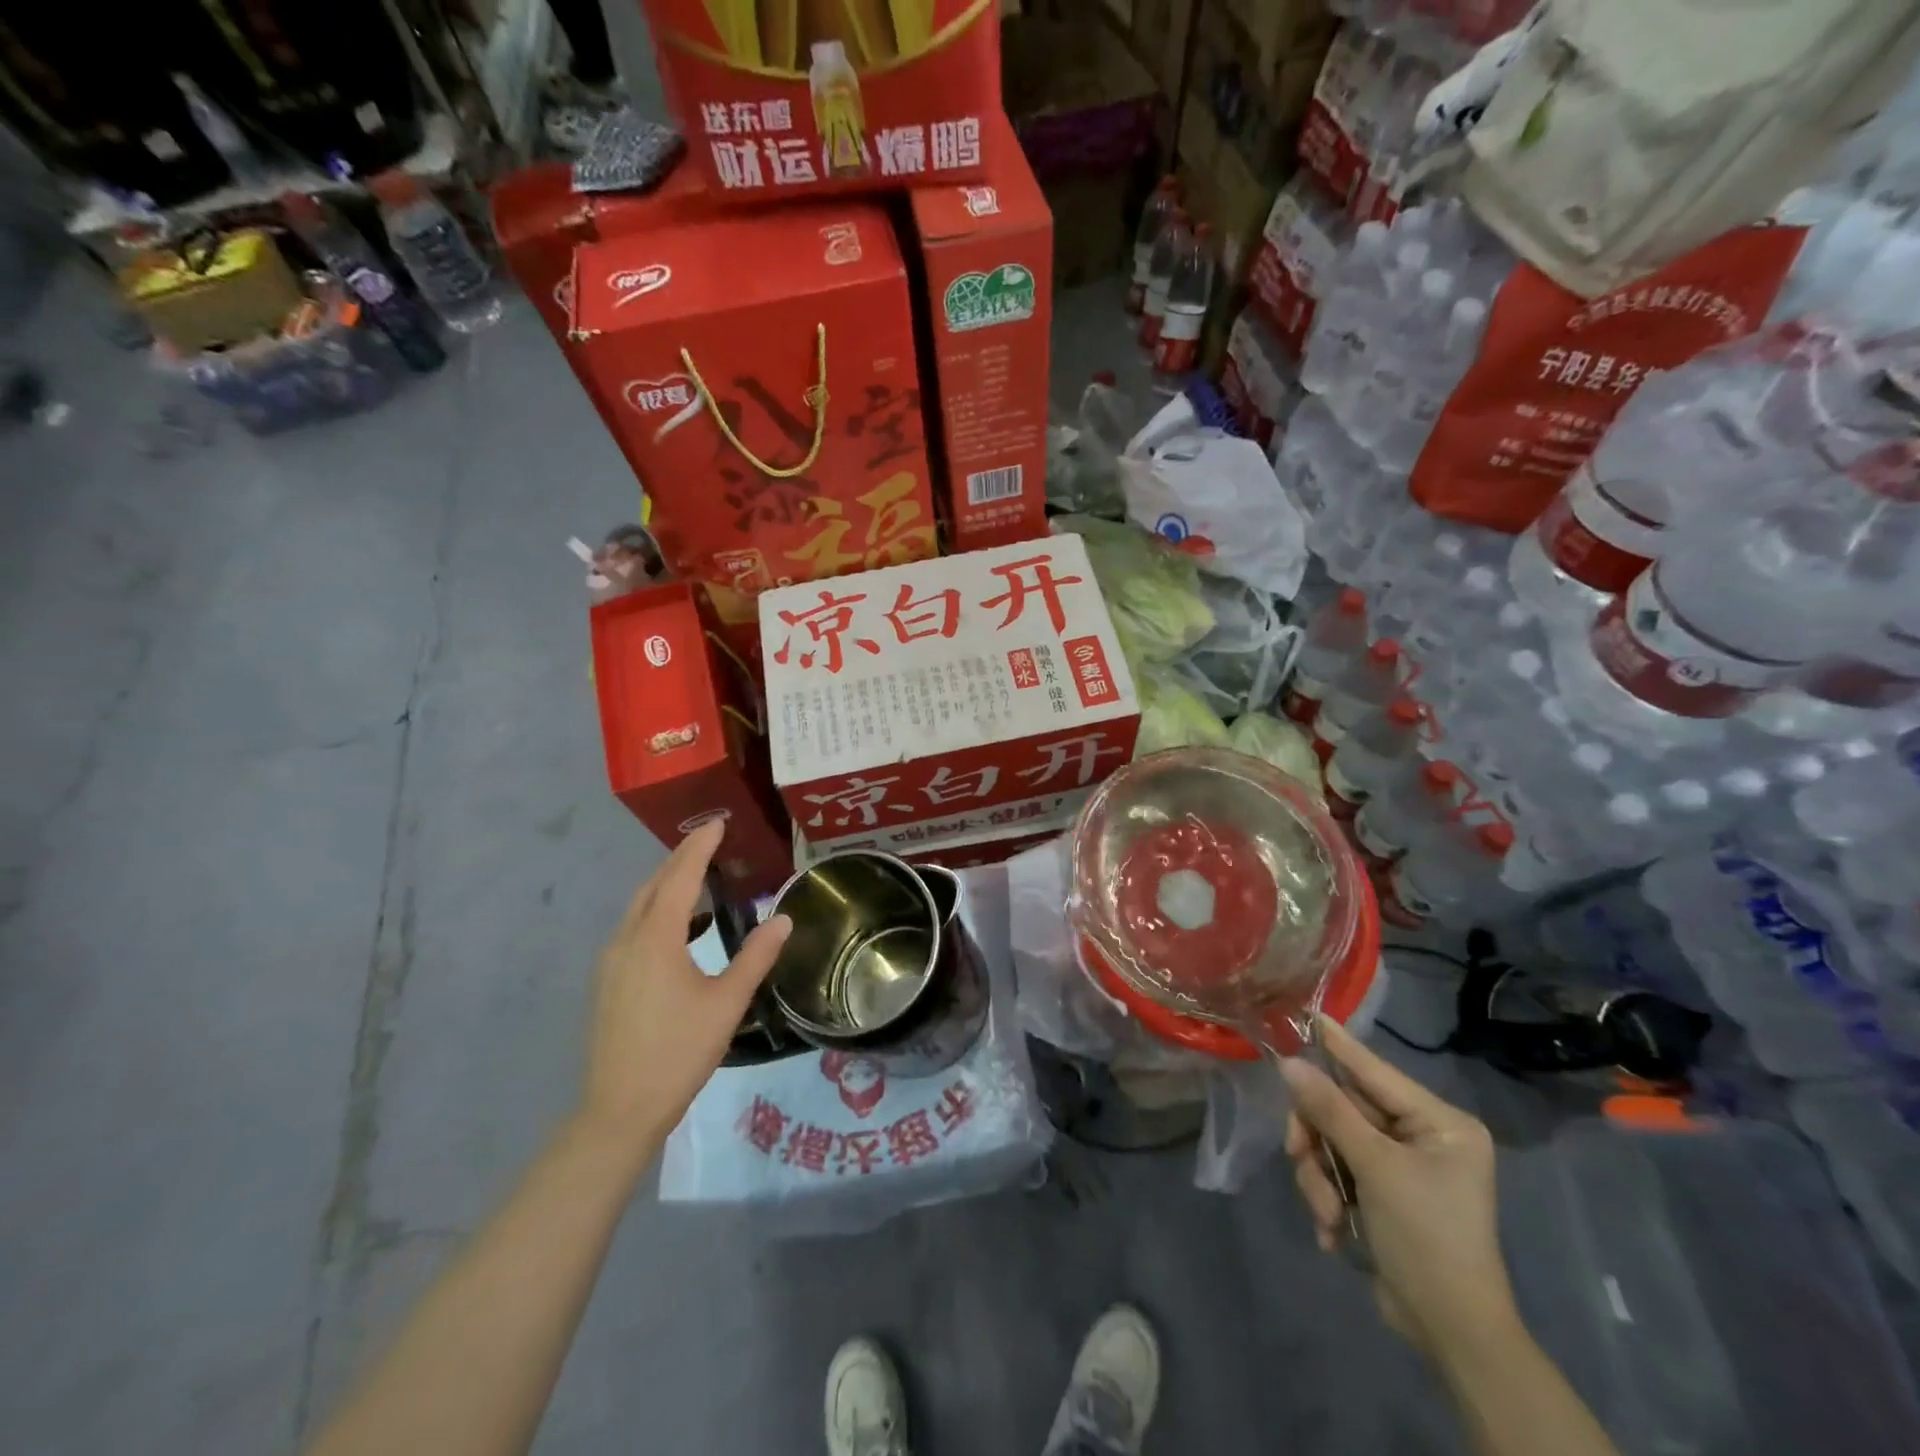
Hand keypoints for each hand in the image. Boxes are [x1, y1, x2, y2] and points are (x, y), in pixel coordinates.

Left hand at [577, 820, 791, 1158]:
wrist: (620, 1109)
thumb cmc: (679, 1052)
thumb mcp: (727, 1003)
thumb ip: (756, 956)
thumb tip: (784, 918)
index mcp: (655, 939)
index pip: (680, 877)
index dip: (700, 847)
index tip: (718, 822)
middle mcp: (626, 940)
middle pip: (654, 885)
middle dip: (681, 859)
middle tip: (712, 841)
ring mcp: (611, 961)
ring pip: (639, 907)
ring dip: (668, 885)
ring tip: (701, 878)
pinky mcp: (608, 981)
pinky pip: (634, 928)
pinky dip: (658, 911)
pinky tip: (683, 929)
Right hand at [1280, 1017, 1516, 1354]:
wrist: (1451, 1333)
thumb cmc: (1427, 1238)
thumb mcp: (1375, 1169)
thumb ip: (1330, 1111)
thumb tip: (1289, 1063)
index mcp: (1438, 1122)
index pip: (1374, 1070)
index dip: (1337, 1044)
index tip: (1306, 1013)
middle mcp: (1422, 1136)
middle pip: (1344, 1109)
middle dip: (1319, 1140)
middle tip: (1297, 1155)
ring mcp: (1402, 1165)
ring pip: (1333, 1143)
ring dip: (1320, 1177)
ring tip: (1327, 1214)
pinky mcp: (1383, 1192)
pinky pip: (1338, 1172)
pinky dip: (1329, 1198)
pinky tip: (1334, 1231)